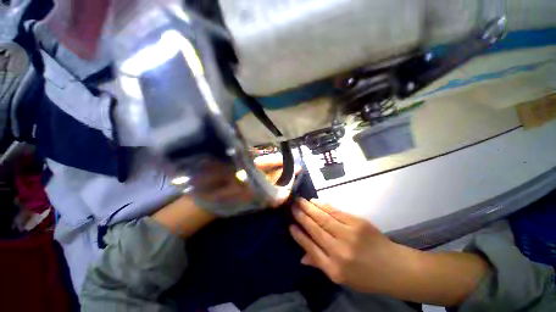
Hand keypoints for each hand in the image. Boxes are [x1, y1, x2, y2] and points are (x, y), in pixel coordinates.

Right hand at [289, 198, 412, 295]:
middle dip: (301, 216)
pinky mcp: (357, 223)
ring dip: (309, 208)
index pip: (310, 247)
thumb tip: (301, 257)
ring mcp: (349, 234)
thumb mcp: (342, 278)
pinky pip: (335, 211)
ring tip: (299, 201)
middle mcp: (339, 251)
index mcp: (334, 268)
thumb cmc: (366, 276)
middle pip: (315, 229)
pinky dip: (323, 205)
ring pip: (323, 217)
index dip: (299, 235)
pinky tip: (315, 201)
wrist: (393, 267)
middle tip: (292, 206)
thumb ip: (320, 264)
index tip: (290, 224)